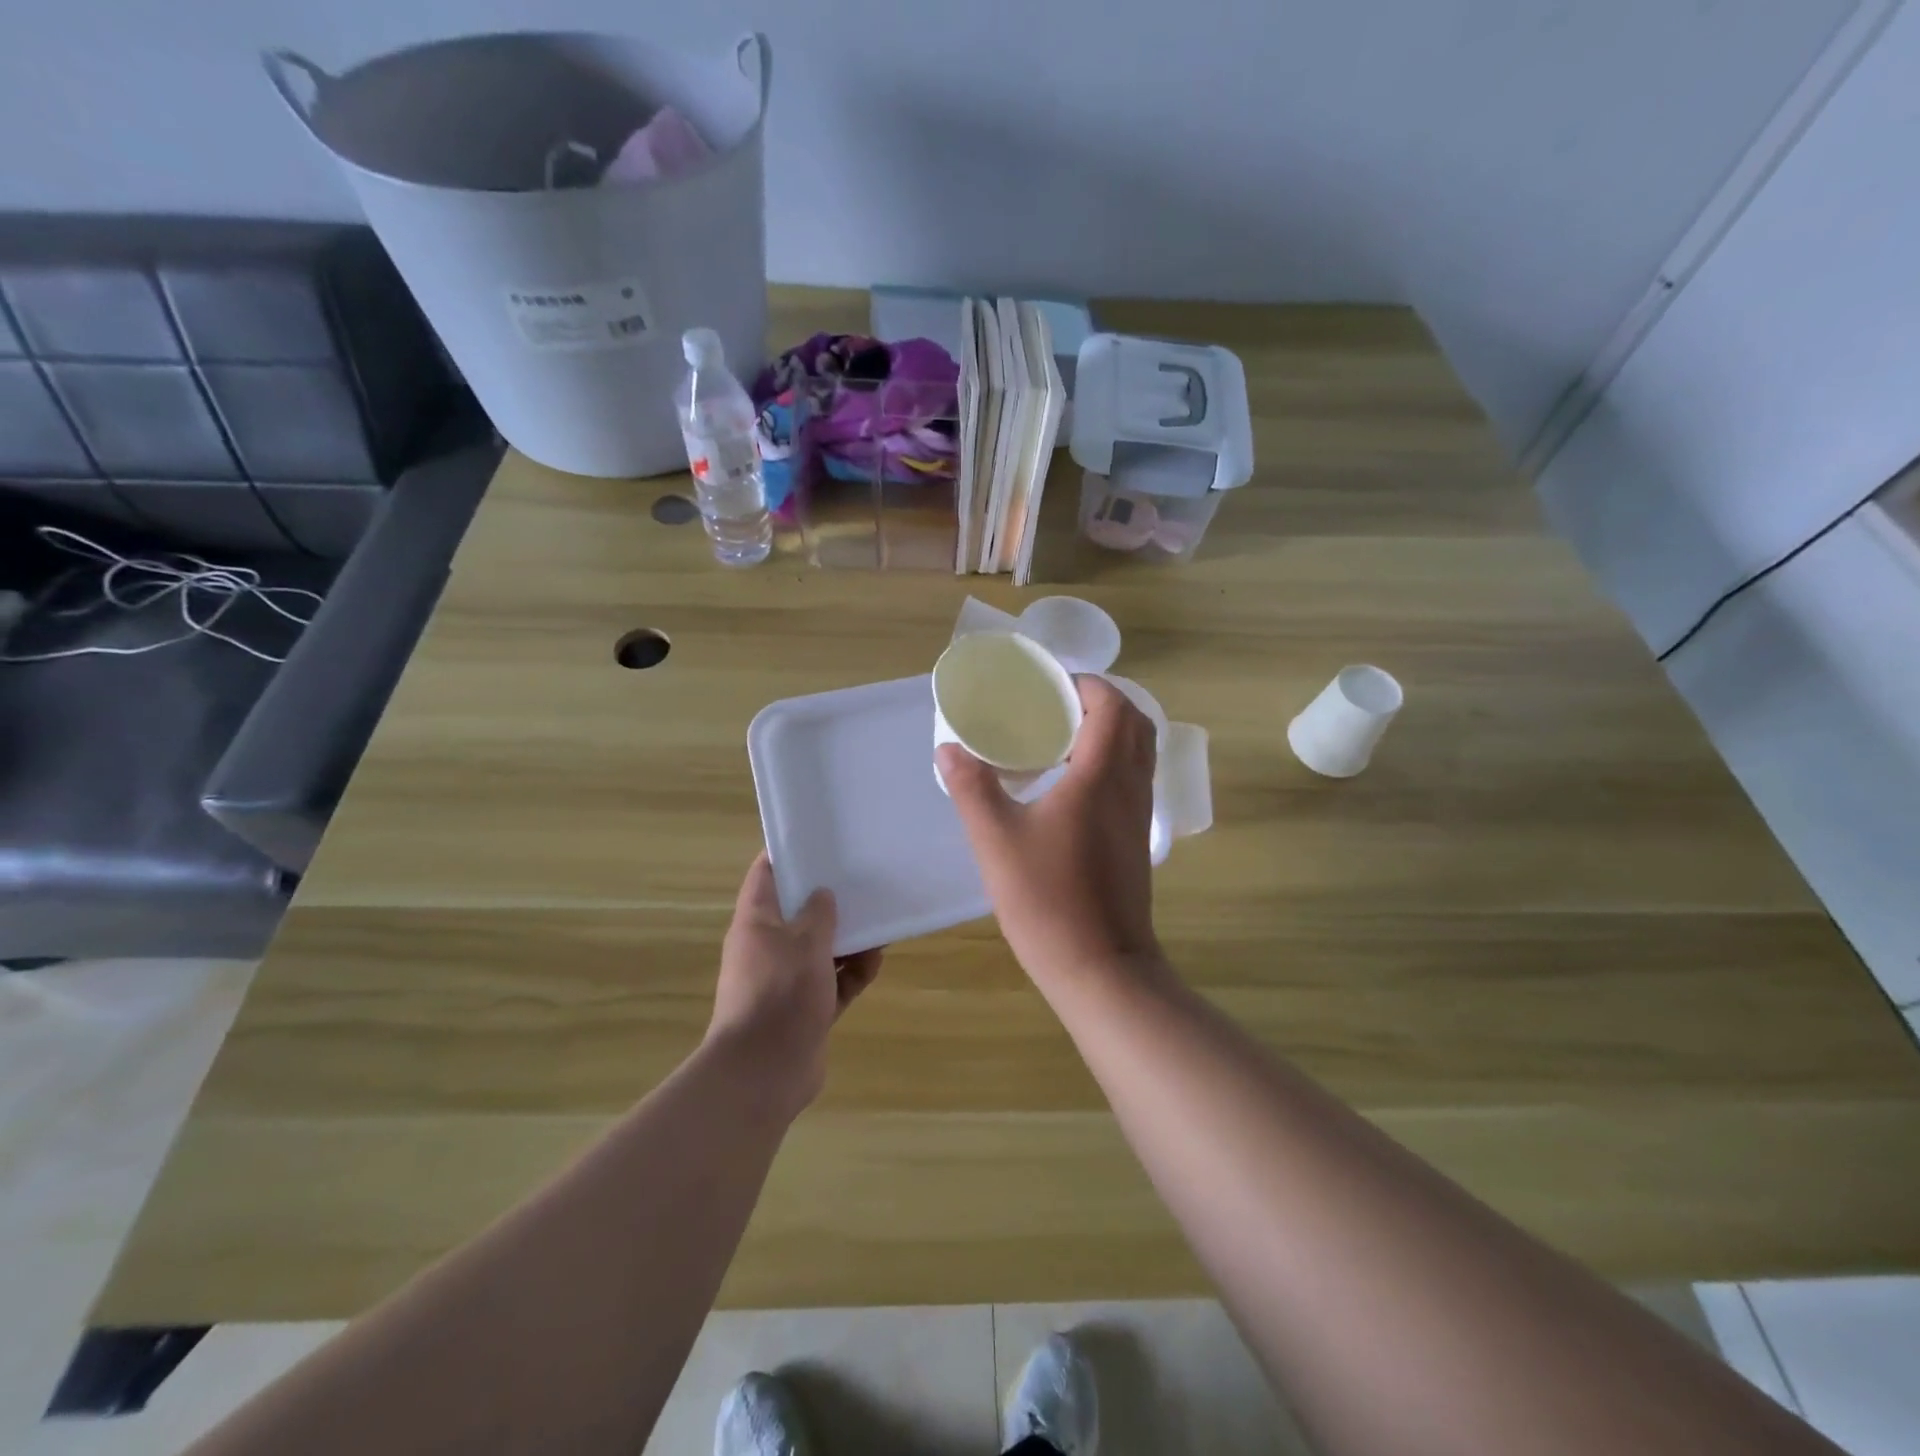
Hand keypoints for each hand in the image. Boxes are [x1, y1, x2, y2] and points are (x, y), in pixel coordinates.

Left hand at [708, 853, 882, 1112]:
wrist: (764, 1073)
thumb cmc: (779, 994)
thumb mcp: (804, 944)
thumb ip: (818, 914)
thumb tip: (823, 893)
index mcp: (756, 922)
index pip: (766, 874)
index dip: (789, 853)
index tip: (819, 839)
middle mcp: (768, 947)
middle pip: (800, 912)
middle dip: (831, 900)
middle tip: (863, 879)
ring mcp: (787, 980)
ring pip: (822, 948)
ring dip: (849, 939)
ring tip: (881, 923)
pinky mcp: (806, 1008)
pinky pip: (833, 981)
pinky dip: (852, 973)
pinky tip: (876, 962)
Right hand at [938, 676, 1160, 986]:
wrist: (1100, 967)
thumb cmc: (1047, 899)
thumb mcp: (996, 840)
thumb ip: (972, 788)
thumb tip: (949, 749)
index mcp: (1100, 776)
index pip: (1112, 706)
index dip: (1087, 685)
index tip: (1050, 685)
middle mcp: (1129, 786)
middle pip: (1135, 722)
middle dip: (1101, 701)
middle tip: (1055, 706)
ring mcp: (1139, 814)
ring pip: (1139, 751)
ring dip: (1110, 731)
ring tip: (1060, 738)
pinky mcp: (1137, 838)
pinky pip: (1133, 778)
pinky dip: (1112, 760)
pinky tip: (1071, 783)